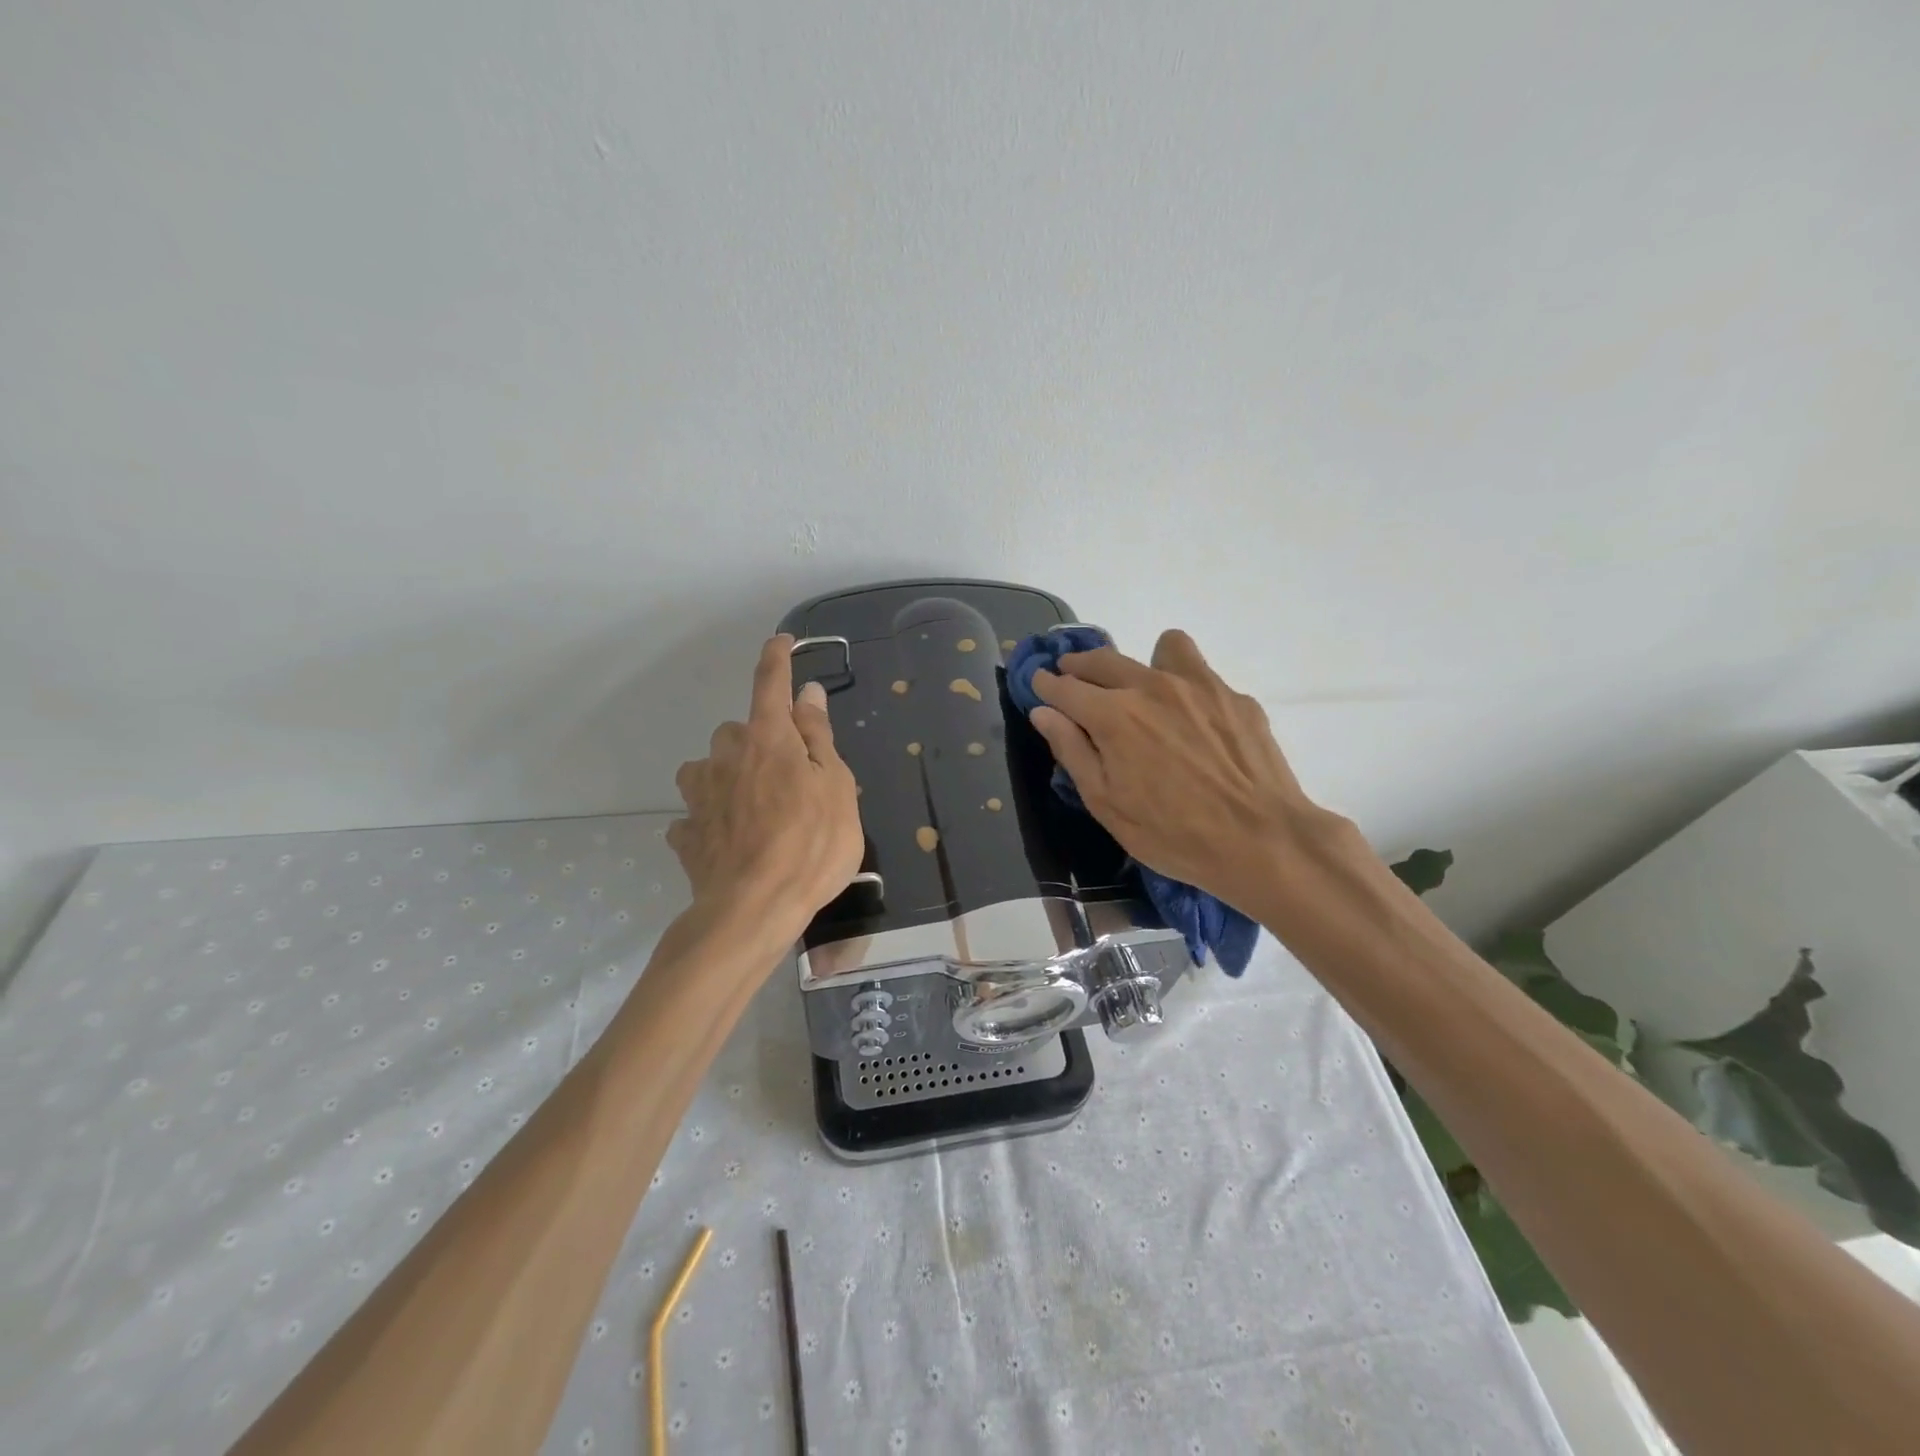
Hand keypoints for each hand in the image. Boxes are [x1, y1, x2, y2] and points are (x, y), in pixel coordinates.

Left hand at [668, 635, 863, 947]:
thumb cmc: (811, 844)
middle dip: (757, 742)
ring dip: (727, 776)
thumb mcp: (835, 787)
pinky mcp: (686, 834)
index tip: (781, 640)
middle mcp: (725, 756)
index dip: (777, 658)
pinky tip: (726, 841)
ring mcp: (700, 795)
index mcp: (768, 739)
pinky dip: (710, 820)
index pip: (770, 684)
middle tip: (787, 776)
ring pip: (708, 769)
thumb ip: (818, 737)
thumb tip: (809, 693)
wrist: (754, 909)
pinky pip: (696, 815)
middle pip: (737, 731)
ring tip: (752, 808)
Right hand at [1028, 630, 1336, 910]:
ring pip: (1161, 647)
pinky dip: (1186, 687)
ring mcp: (1199, 686)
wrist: (1261, 840)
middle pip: (1103, 659)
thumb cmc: (1172, 833)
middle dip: (1079, 665)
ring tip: (1144, 690)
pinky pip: (1201, 674)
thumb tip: (1044, 712)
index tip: (1039, 684)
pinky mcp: (1235, 697)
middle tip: (1072, 677)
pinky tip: (1194, 723)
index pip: (1065, 687)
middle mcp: (1152, 686)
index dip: (1046, 684)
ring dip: (1141, 662)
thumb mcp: (1106, 804)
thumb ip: (1072, 751)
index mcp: (1113, 715)